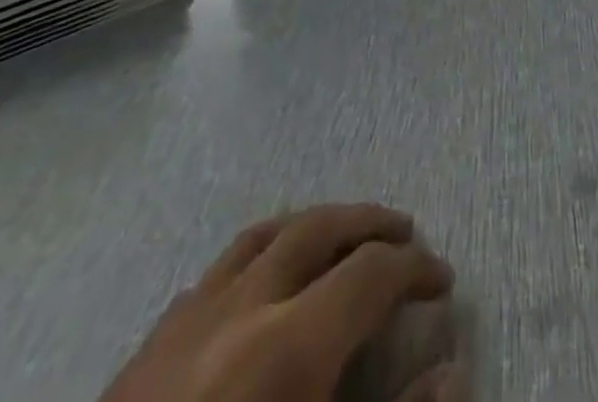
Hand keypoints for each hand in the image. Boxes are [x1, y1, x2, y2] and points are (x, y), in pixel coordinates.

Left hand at [99, 203, 460, 401]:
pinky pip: (216, 272)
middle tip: (404, 234)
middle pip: (319, 228)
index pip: (371, 273)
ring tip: (340, 237)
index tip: (443, 283)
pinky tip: (260, 288)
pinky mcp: (145, 349)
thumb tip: (452, 374)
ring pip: (263, 235)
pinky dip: (258, 259)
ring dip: (313, 226)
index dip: (415, 270)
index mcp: (287, 347)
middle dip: (369, 223)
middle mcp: (239, 309)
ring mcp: (185, 321)